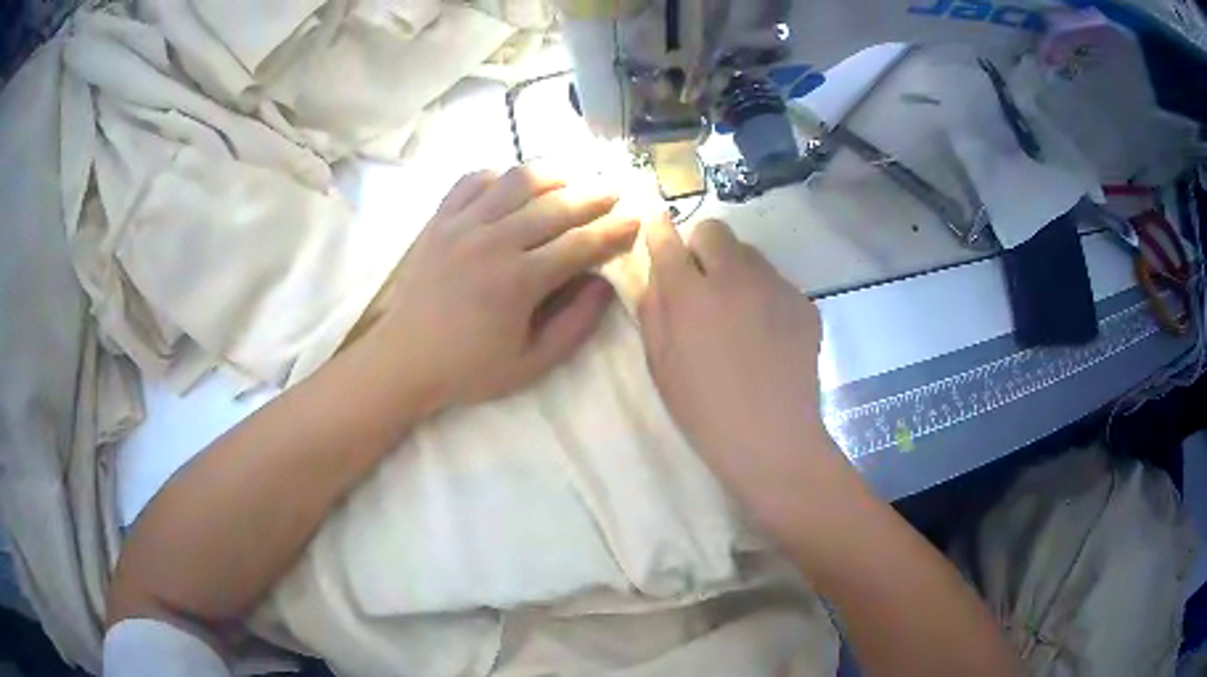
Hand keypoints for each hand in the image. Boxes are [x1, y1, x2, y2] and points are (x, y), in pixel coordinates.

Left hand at [364, 165, 638, 409]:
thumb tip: (604, 284)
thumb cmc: (468, 368)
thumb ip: (575, 325)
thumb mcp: (531, 365)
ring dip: (552, 175)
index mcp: (518, 281)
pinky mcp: (438, 220)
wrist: (403, 360)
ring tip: (571, 179)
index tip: (635, 221)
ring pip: (516, 180)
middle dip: (593, 196)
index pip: (580, 244)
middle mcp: (492, 241)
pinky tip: (512, 186)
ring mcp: (461, 225)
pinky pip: (473, 180)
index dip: (614, 231)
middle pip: (555, 205)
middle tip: (615, 191)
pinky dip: (498, 175)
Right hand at [639, 217, 831, 503]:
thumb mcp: (660, 364)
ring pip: (750, 254)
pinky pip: (776, 282)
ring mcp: (776, 287)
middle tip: (702, 283)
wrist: (773, 439)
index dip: (658, 227)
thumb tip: (657, 273)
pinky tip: (767, 335)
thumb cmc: (704, 410)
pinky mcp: (804, 302)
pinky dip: (765, 296)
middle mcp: (735, 278)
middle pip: (715, 230)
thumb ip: (653, 309)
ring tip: (738, 314)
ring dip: (735, 270)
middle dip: (701, 246)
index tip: (656, 222)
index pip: (668, 240)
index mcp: (691, 295)